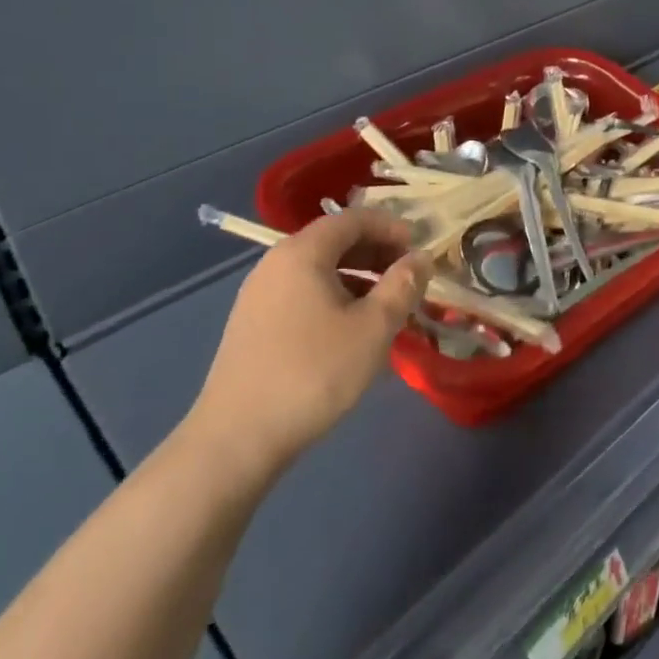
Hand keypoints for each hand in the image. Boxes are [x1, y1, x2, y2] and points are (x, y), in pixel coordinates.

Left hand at [184, 209, 429, 488]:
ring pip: (318, 270)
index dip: (391, 227)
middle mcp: (275, 264)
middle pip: (333, 241)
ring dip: (357, 277)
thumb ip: (402, 286)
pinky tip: (351, 329)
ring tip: (386, 305)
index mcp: (302, 253)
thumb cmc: (314, 373)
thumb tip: (421, 258)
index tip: (420, 249)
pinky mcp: (254, 325)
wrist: (237, 438)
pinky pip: (303, 293)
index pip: (353, 219)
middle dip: (376, 252)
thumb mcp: (373, 328)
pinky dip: (334, 296)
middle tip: (408, 277)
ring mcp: (259, 295)